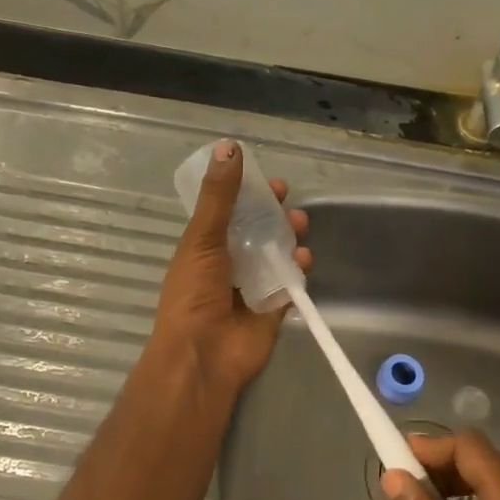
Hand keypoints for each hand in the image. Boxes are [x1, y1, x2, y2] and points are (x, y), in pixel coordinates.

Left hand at [151, 139, 309, 395]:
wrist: (203, 353)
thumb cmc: (195, 292)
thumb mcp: (202, 237)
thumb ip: (219, 195)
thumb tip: (228, 146)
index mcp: (205, 247)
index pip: (231, 213)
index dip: (250, 197)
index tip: (271, 184)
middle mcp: (228, 265)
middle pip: (258, 233)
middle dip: (276, 217)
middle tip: (290, 207)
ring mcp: (252, 288)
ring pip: (277, 255)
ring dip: (290, 239)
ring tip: (299, 230)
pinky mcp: (273, 309)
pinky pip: (291, 284)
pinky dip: (300, 270)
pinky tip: (304, 259)